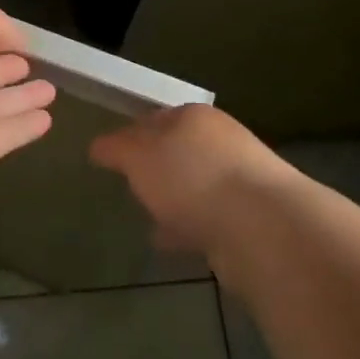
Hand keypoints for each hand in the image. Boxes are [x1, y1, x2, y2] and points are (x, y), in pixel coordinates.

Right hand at [90, 105, 292, 256]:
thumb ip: (117, 148)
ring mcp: (239, 180)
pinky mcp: (249, 220)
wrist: (261, 226)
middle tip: (131, 184)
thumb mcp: (140, 155)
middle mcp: (221, 141)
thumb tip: (98, 146)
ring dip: (174, 199)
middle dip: (156, 166)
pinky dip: (187, 225)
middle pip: (179, 150)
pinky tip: (169, 242)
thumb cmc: (192, 177)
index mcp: (194, 116)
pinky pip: (207, 218)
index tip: (113, 154)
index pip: (156, 118)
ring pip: (195, 185)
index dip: (132, 133)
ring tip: (147, 217)